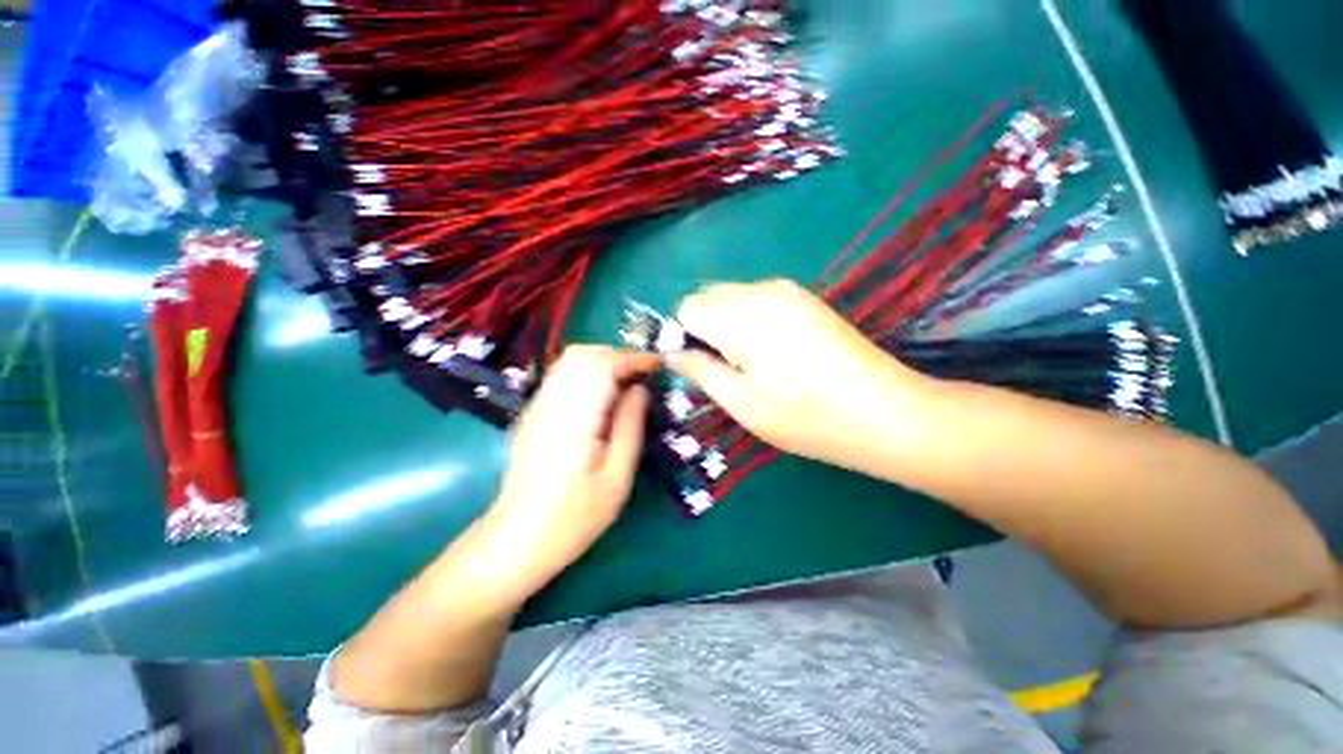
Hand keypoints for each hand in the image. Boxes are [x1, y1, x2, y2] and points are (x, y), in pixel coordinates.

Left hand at [481, 345, 656, 597]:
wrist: (517, 540)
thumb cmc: (574, 517)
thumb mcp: (617, 477)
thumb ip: (630, 425)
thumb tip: (641, 388)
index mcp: (573, 418)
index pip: (602, 365)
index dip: (633, 359)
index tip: (658, 365)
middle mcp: (550, 402)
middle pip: (583, 355)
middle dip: (618, 356)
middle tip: (644, 375)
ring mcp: (537, 406)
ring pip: (570, 361)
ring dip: (603, 362)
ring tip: (627, 382)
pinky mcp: (533, 413)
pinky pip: (562, 376)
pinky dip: (588, 373)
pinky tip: (602, 396)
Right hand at [667, 280, 932, 469]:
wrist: (886, 413)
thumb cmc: (808, 418)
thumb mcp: (744, 404)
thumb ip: (700, 371)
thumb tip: (671, 354)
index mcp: (744, 319)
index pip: (688, 307)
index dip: (683, 335)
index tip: (696, 365)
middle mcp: (764, 292)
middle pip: (708, 295)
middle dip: (702, 326)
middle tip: (722, 366)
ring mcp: (789, 291)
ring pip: (732, 294)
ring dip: (725, 322)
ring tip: (748, 360)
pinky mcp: (805, 298)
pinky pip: (757, 297)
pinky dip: (748, 317)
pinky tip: (771, 349)